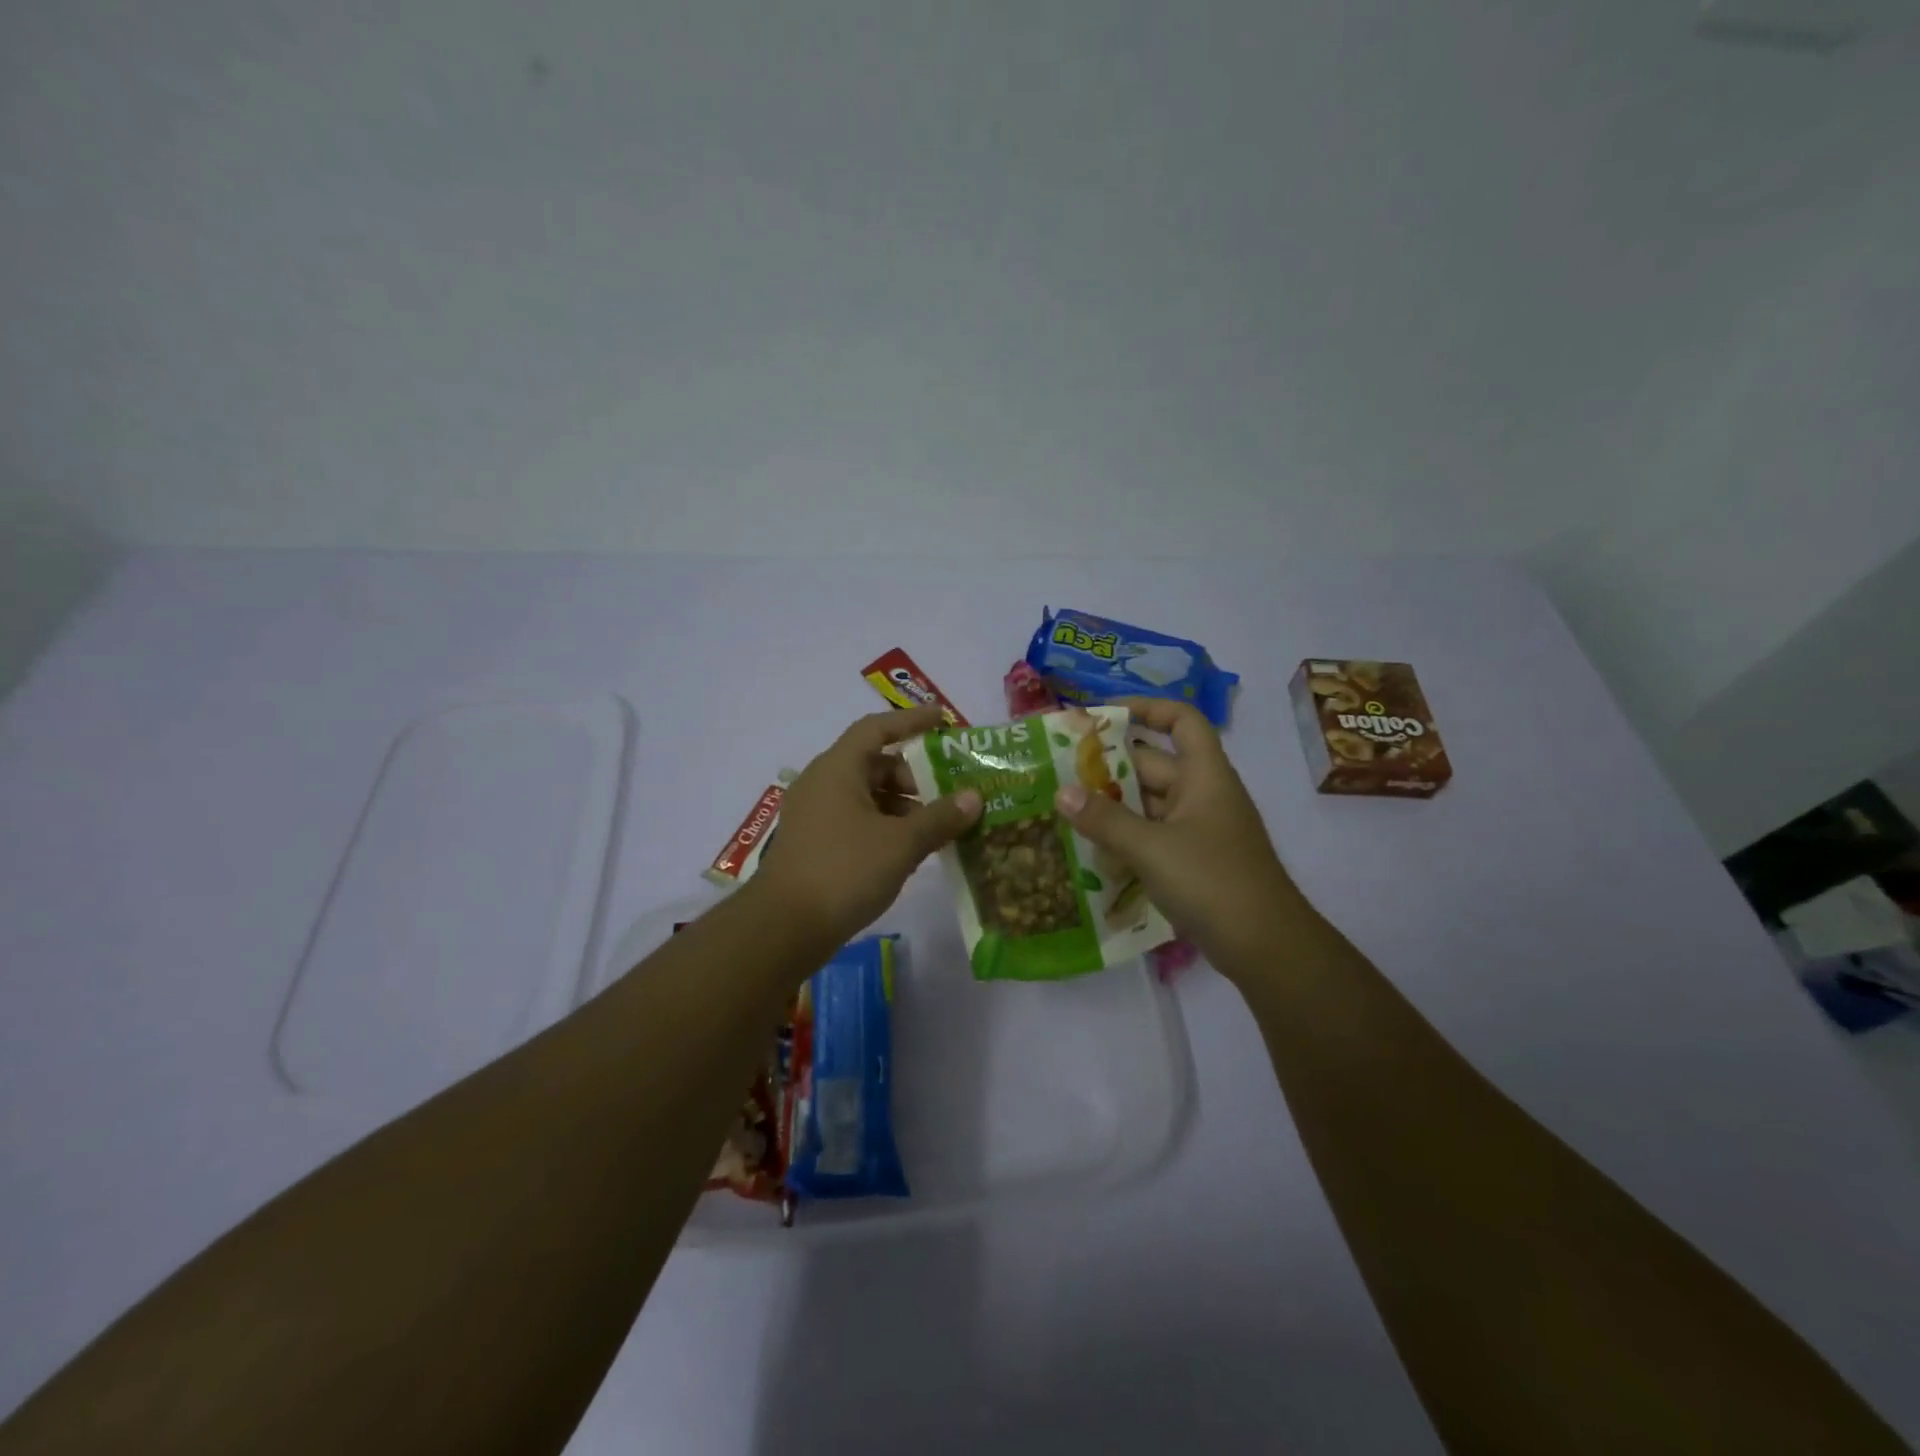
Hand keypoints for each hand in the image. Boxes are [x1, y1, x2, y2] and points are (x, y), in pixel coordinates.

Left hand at [751, 705, 981, 948]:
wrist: (783, 928)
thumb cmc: (844, 871)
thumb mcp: (901, 843)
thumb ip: (940, 818)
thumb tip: (975, 797)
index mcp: (838, 768)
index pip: (876, 728)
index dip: (911, 721)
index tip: (942, 719)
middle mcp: (822, 783)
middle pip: (873, 763)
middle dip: (913, 775)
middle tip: (947, 792)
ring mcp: (814, 815)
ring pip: (865, 795)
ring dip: (901, 805)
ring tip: (936, 827)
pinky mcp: (813, 843)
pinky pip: (855, 819)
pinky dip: (884, 826)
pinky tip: (908, 850)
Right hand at [1052, 697, 1301, 976]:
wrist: (1265, 947)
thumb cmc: (1212, 881)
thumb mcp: (1152, 847)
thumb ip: (1104, 819)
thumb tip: (1061, 792)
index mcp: (1204, 775)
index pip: (1181, 720)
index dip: (1145, 708)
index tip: (1102, 715)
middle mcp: (1202, 794)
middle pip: (1153, 764)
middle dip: (1108, 765)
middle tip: (1059, 770)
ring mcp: (1198, 830)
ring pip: (1148, 804)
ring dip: (1111, 805)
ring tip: (1063, 807)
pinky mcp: (1192, 861)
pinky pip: (1151, 836)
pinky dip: (1124, 837)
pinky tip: (1088, 849)